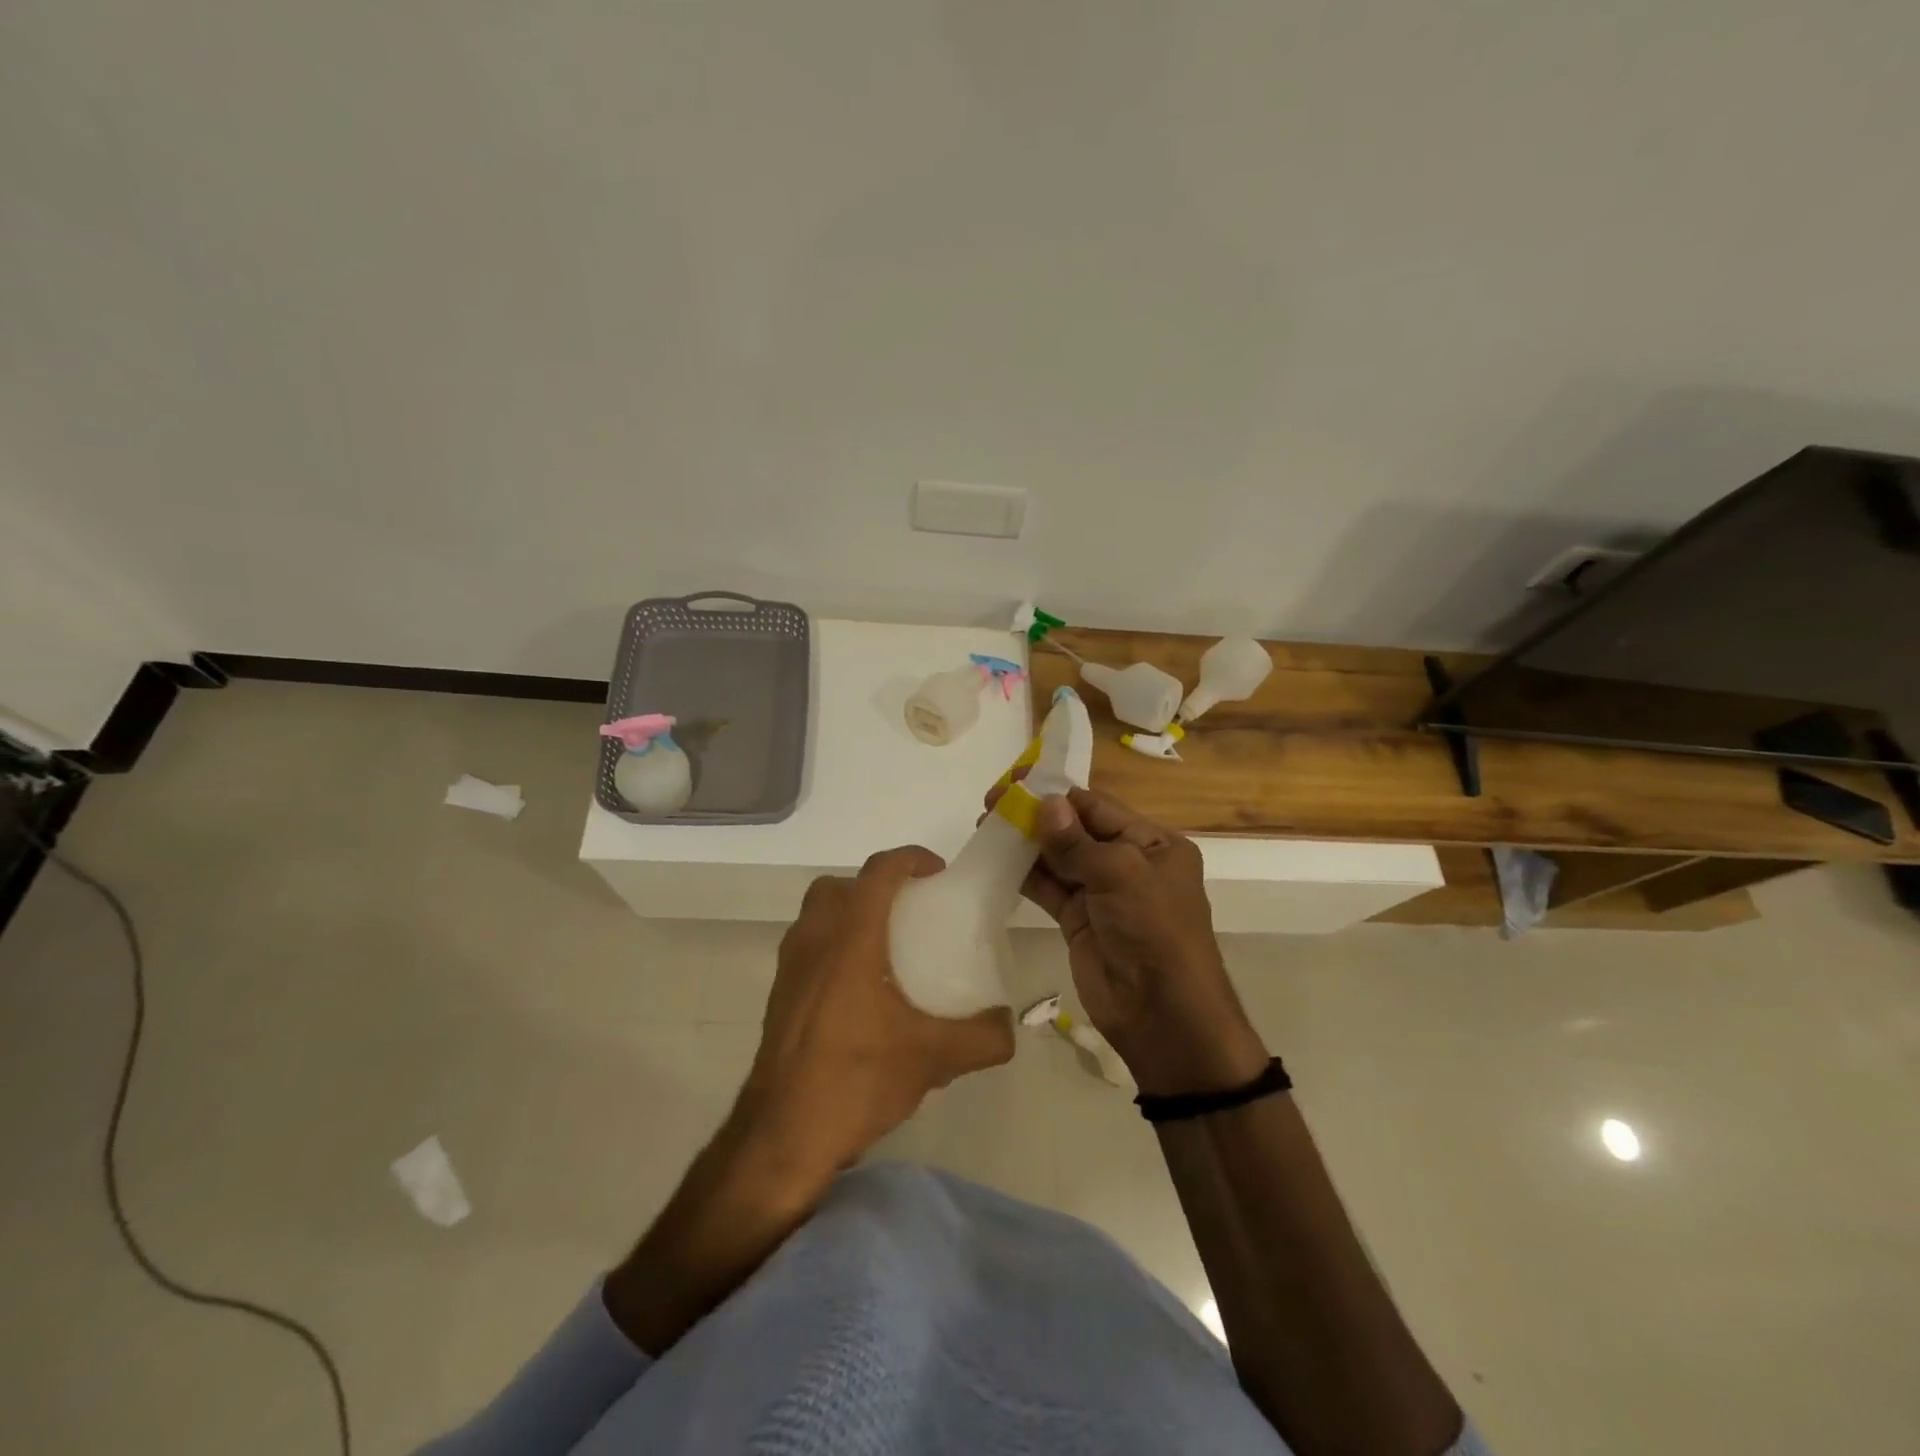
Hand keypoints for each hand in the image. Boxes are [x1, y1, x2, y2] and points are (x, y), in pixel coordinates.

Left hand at [734, 846, 1014, 1182]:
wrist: (782, 1136)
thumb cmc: (857, 1080)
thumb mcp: (933, 1058)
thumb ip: (983, 1037)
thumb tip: (1009, 1026)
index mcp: (850, 939)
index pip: (878, 872)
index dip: (910, 859)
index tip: (937, 872)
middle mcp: (814, 941)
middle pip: (838, 886)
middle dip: (874, 885)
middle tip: (908, 910)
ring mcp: (789, 968)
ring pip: (817, 915)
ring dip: (849, 914)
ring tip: (886, 948)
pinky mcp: (778, 996)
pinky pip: (807, 947)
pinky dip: (833, 946)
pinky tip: (859, 991)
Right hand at [990, 784, 1266, 1096]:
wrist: (1162, 1014)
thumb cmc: (1153, 931)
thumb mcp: (1121, 875)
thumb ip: (1077, 842)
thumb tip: (1045, 803)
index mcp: (1153, 844)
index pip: (1099, 807)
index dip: (1058, 794)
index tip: (1016, 782)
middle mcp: (1128, 863)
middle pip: (1076, 829)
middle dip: (1037, 816)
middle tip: (992, 803)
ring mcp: (1101, 894)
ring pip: (1059, 858)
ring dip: (1026, 843)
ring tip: (986, 827)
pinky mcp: (1079, 920)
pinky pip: (1049, 888)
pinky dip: (1025, 874)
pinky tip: (996, 858)